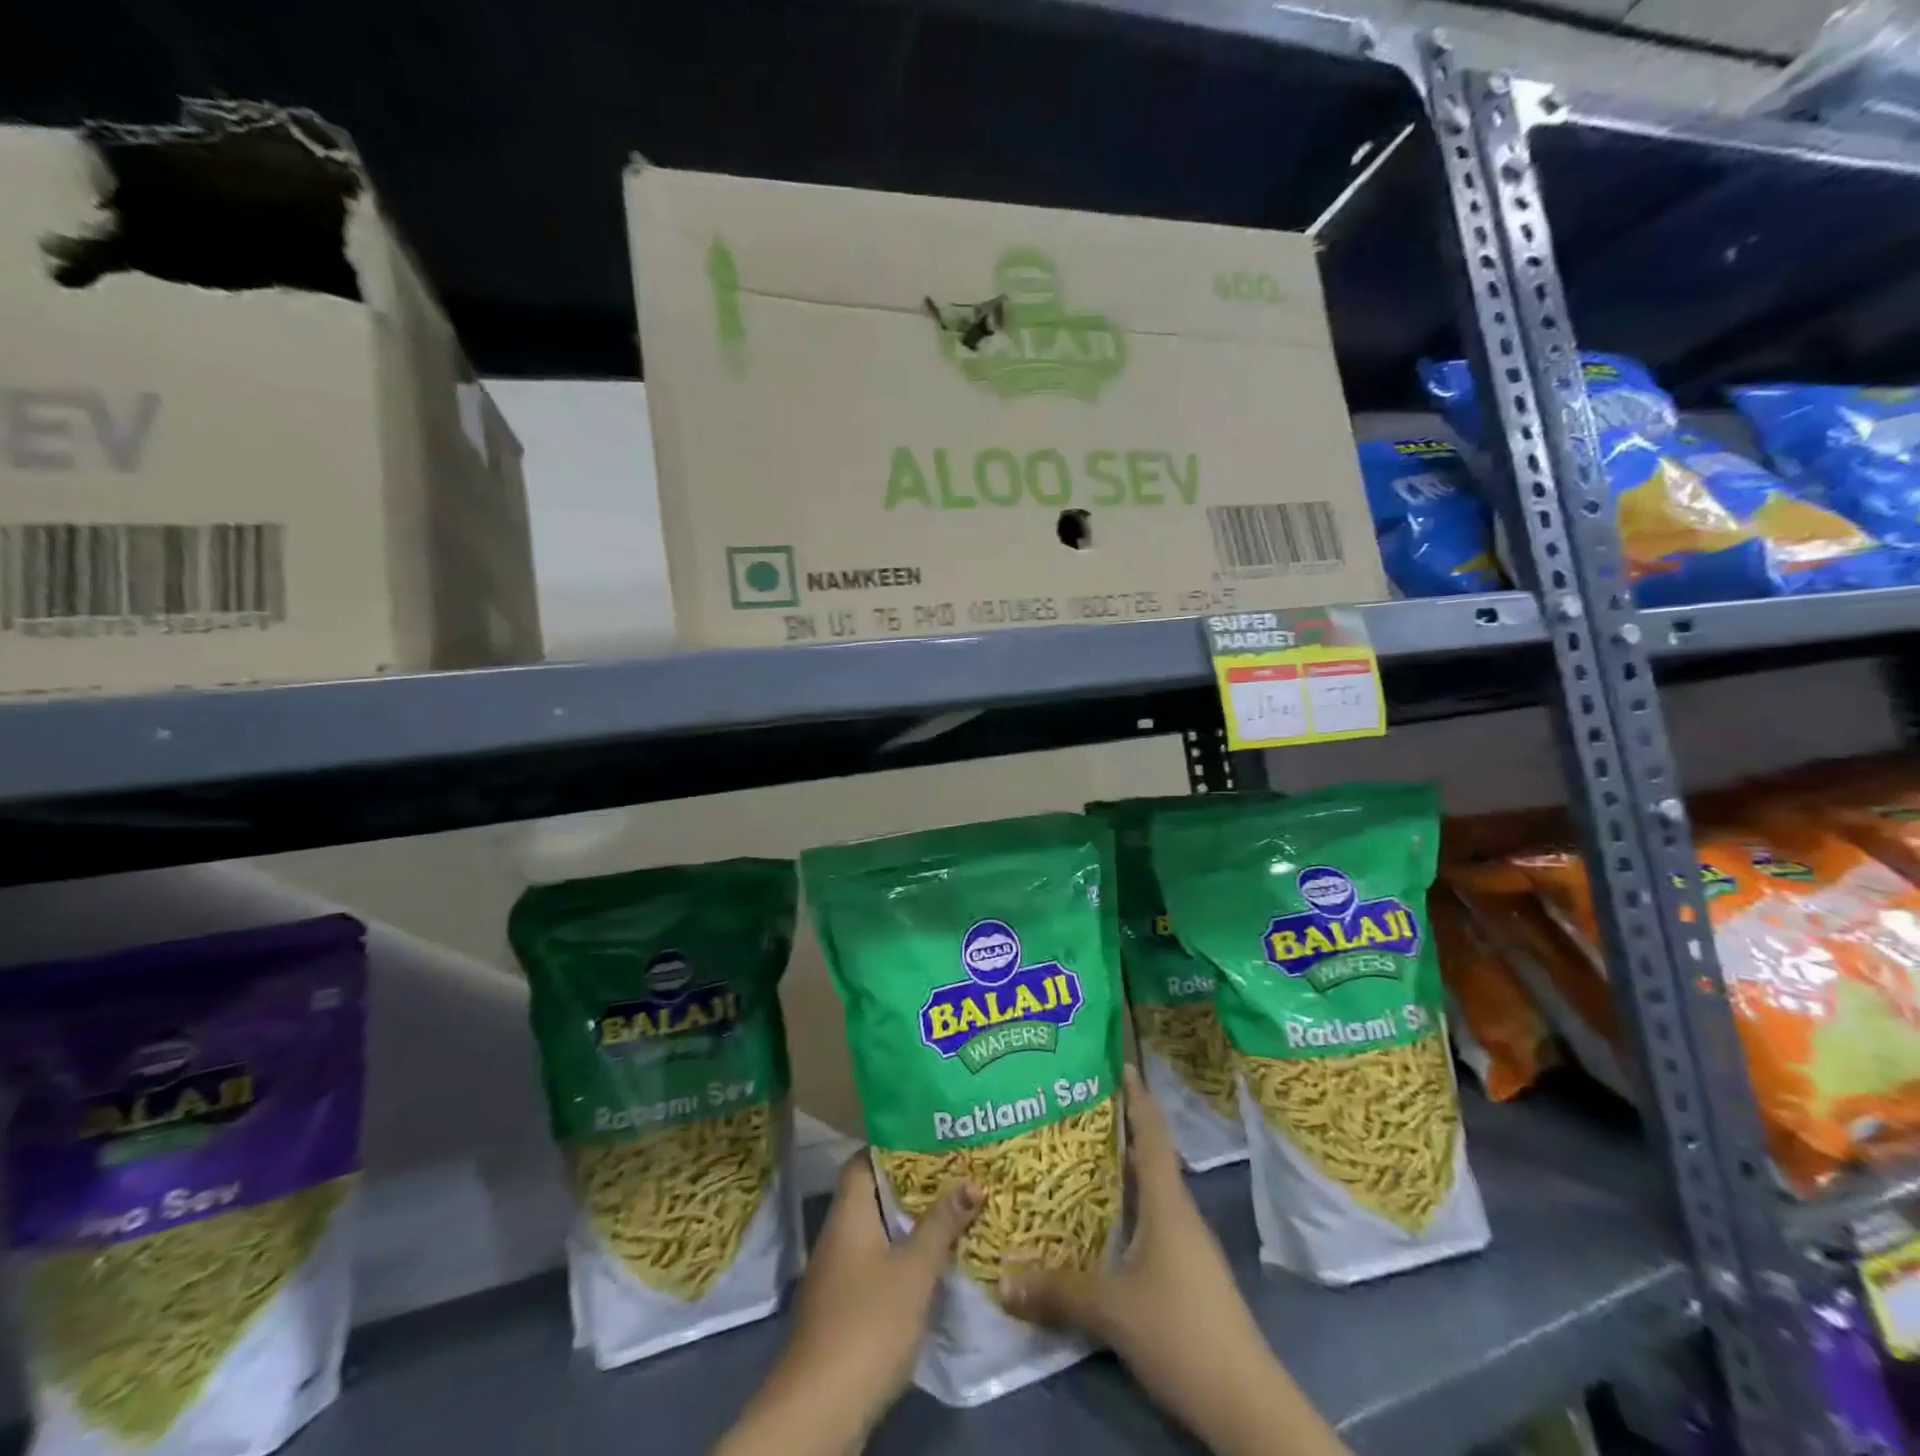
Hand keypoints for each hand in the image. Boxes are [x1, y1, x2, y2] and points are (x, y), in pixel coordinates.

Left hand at [714, 1156, 978, 1455]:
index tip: (931, 1140)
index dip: (895, 1146)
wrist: (820, 1410)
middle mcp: (838, 1234)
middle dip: (913, 1187)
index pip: (864, 1160)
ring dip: (911, 1225)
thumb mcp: (915, 1271)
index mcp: (848, 1213)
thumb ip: (942, 1225)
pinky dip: (903, 1258)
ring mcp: (838, 1274)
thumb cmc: (868, 1323)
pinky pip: (877, 1264)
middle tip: (955, 1174)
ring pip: (879, 1232)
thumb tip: (972, 1181)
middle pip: (875, 1195)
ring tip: (953, 1213)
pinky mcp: (844, 1308)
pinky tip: (934, 1265)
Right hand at [1001, 1067, 1348, 1455]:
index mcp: (1167, 1202)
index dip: (1137, 1096)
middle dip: (1119, 1128)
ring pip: (1152, 1190)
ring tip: (1081, 1156)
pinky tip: (1103, 1221)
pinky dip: (1128, 1207)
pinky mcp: (1189, 1274)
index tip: (1119, 1063)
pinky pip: (1153, 1221)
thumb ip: (1058, 1291)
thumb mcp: (1111, 1311)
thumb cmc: (1181, 1333)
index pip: (1152, 1133)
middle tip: (1077, 1107)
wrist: (1247, 1405)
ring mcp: (1188, 1245)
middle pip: (1150, 1155)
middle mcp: (1180, 1213)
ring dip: (1122, 1170)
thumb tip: (1002, 1277)